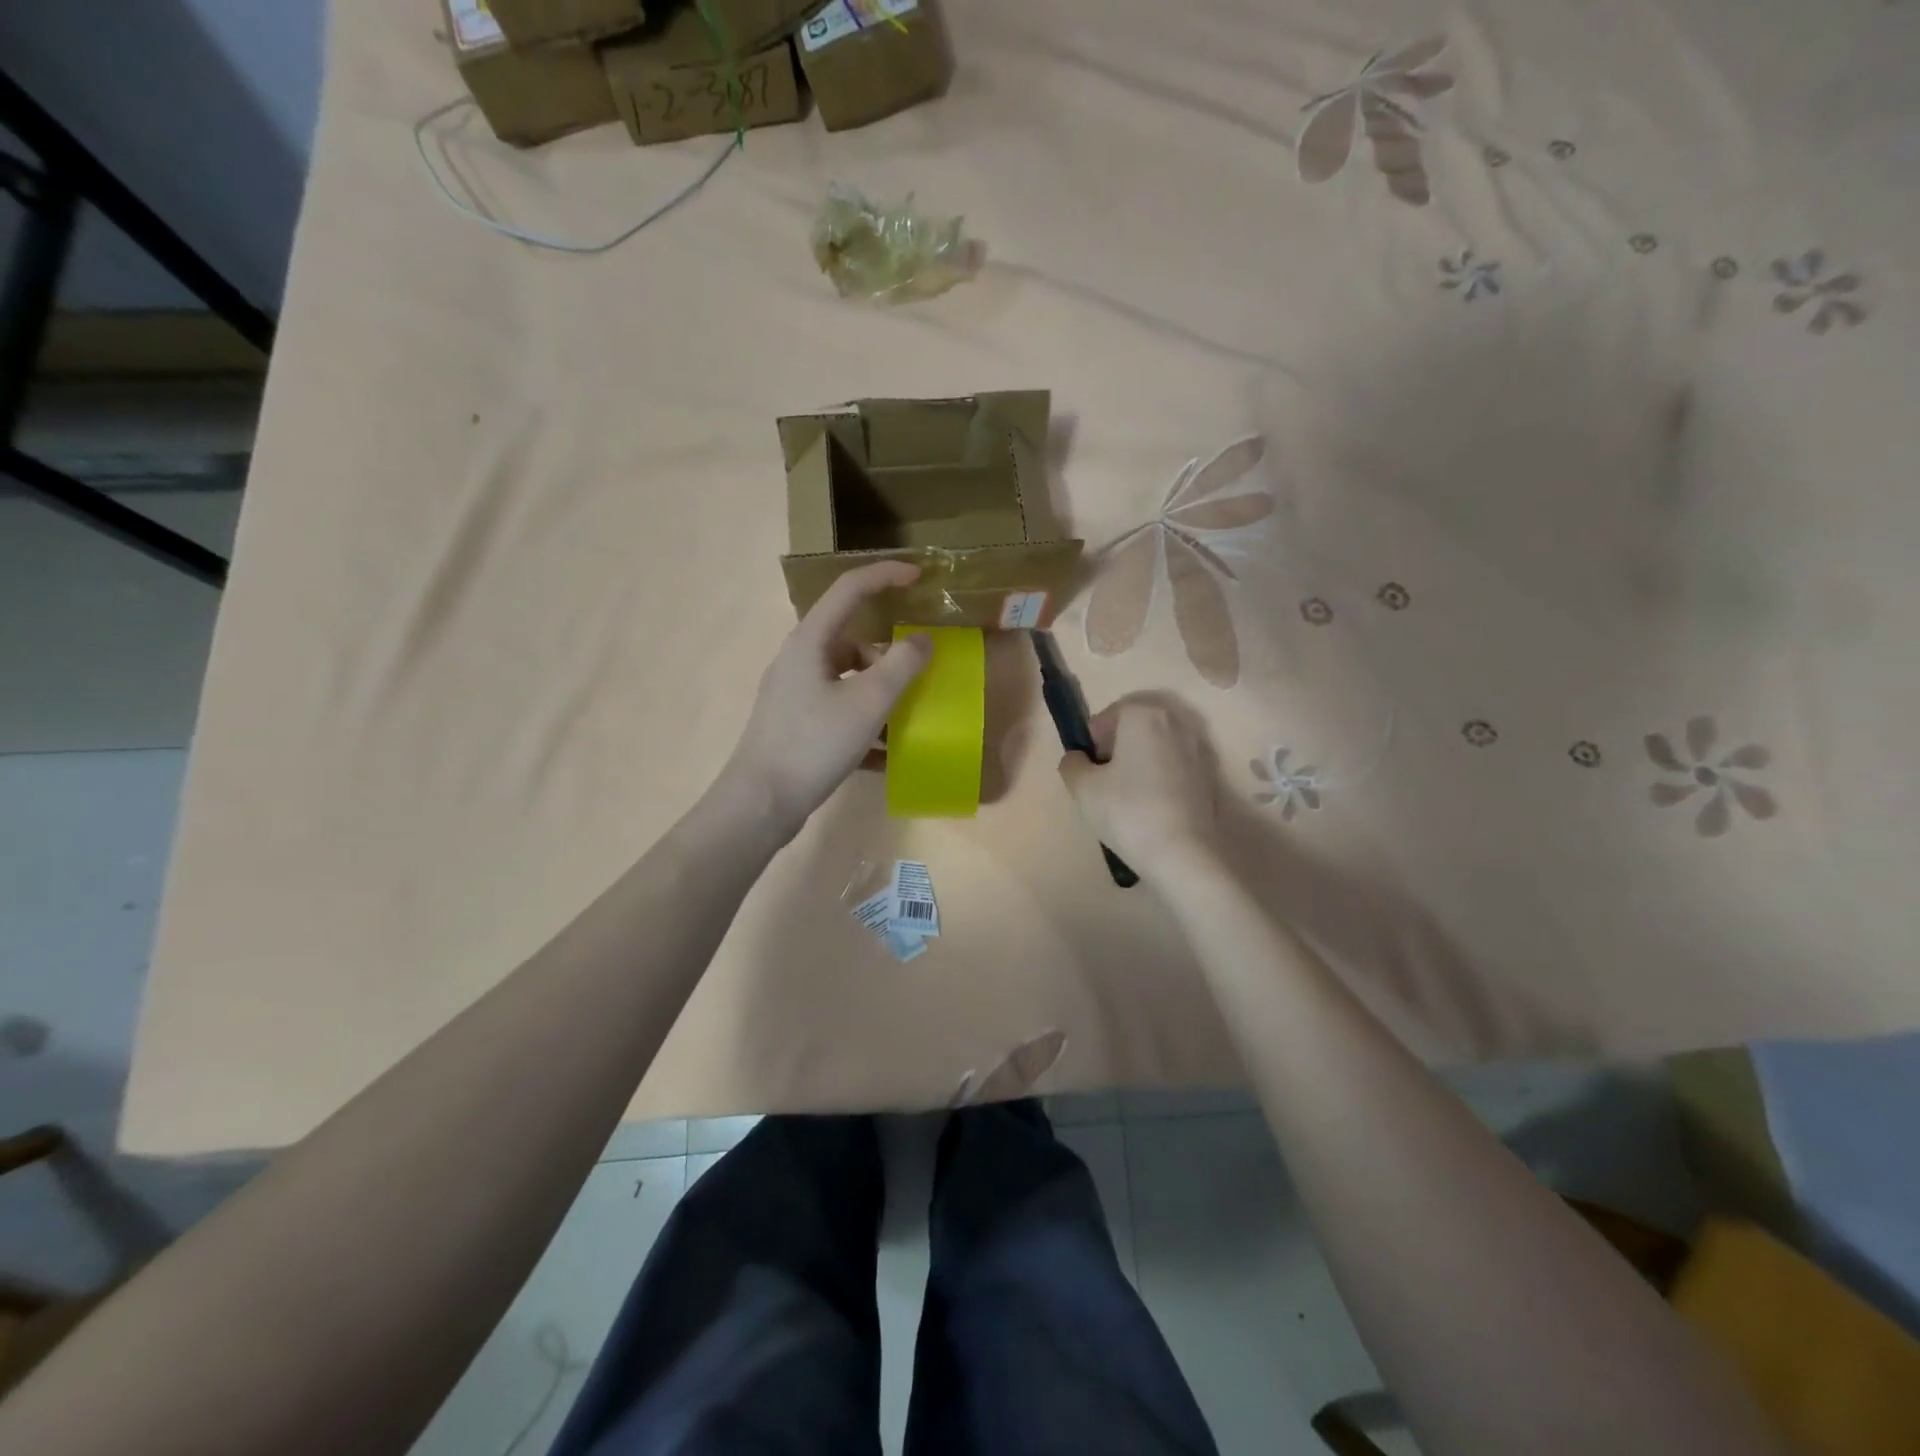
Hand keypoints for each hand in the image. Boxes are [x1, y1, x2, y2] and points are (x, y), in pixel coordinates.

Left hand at [724, 561, 930, 838]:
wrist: (761, 802)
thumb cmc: (814, 743)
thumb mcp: (868, 703)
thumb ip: (901, 666)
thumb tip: (922, 640)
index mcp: (811, 641)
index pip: (849, 589)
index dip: (885, 575)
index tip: (920, 576)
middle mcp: (799, 660)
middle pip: (852, 640)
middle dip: (889, 655)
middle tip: (919, 674)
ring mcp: (794, 693)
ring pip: (847, 679)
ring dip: (880, 694)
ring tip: (907, 720)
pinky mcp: (795, 724)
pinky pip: (839, 711)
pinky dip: (864, 724)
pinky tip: (886, 755)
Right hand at [1058, 697, 1222, 878]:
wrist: (1182, 852)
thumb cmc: (1127, 810)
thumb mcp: (1083, 788)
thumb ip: (1073, 764)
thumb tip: (1078, 759)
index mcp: (1143, 714)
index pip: (1108, 716)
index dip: (1093, 741)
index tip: (1089, 768)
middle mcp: (1175, 721)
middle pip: (1135, 726)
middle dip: (1117, 746)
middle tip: (1104, 779)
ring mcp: (1198, 747)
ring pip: (1157, 746)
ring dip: (1140, 760)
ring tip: (1127, 794)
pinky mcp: (1210, 774)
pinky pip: (1175, 765)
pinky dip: (1161, 776)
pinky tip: (1152, 805)